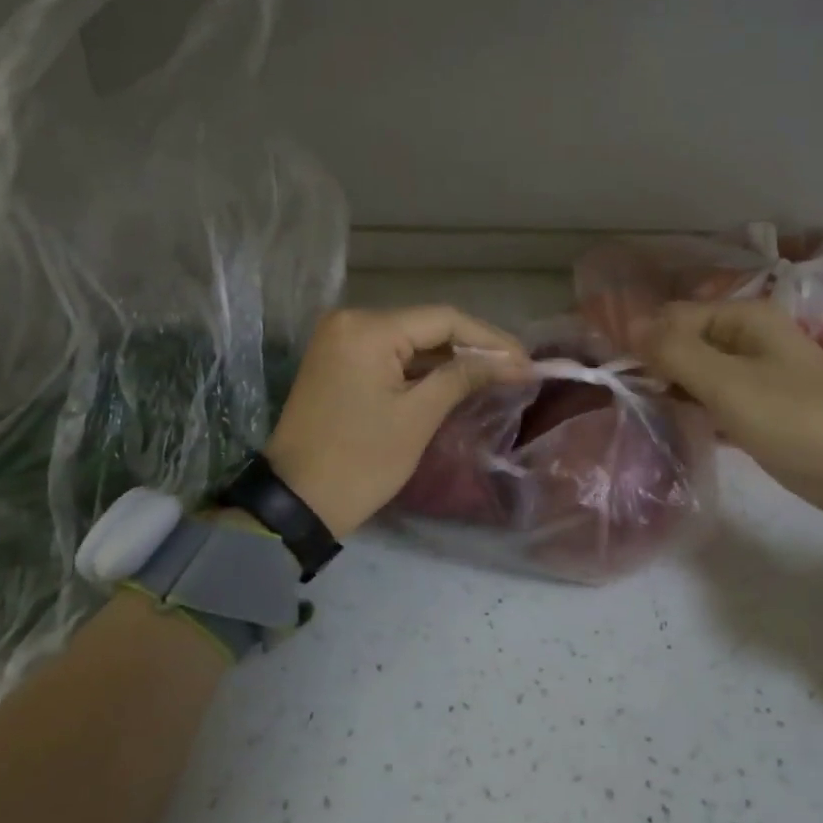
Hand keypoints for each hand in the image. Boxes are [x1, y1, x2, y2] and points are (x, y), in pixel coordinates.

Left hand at [263, 306, 530, 538]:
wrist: (296, 502)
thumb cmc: (361, 461)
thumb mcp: (418, 417)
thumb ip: (465, 377)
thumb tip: (514, 362)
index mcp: (367, 329)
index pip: (443, 319)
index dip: (490, 339)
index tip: (526, 361)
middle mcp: (349, 321)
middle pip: (426, 325)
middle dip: (472, 347)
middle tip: (515, 369)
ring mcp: (339, 340)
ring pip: (408, 340)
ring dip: (448, 358)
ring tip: (495, 375)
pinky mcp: (337, 362)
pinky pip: (388, 355)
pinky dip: (421, 368)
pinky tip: (454, 380)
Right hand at [633, 300, 822, 580]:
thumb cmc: (798, 421)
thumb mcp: (729, 384)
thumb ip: (675, 352)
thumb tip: (627, 325)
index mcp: (744, 318)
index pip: (672, 317)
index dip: (642, 343)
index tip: (620, 381)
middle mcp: (749, 337)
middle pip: (683, 342)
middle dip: (655, 367)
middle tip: (633, 403)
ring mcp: (757, 374)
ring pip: (696, 372)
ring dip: (672, 390)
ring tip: (648, 417)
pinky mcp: (761, 408)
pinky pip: (713, 399)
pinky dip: (693, 410)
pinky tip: (676, 429)